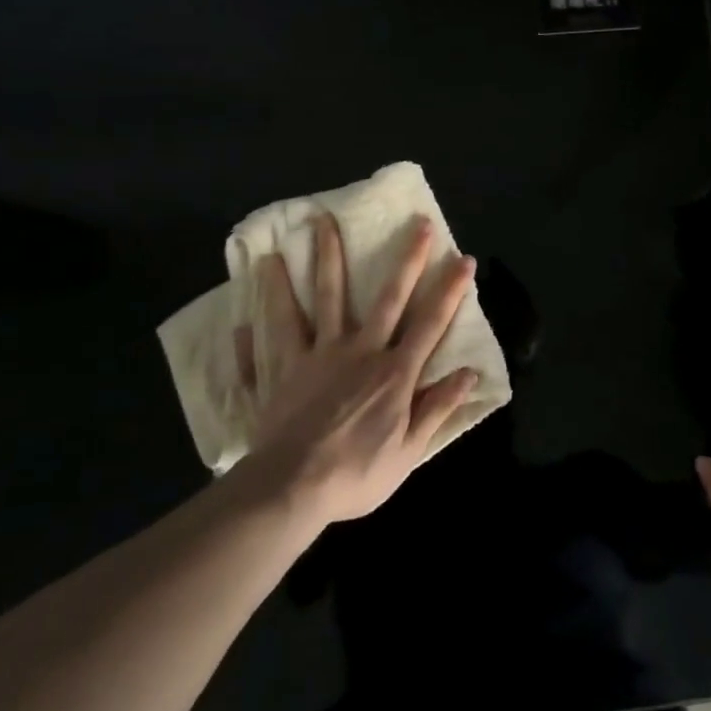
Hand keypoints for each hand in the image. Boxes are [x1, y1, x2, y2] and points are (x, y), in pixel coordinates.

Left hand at [237, 215, 480, 523]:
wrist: (291, 489)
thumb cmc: (356, 474)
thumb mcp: (408, 451)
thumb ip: (437, 408)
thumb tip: (470, 373)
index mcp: (393, 372)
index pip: (430, 323)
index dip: (449, 291)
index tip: (463, 259)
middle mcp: (357, 351)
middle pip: (386, 297)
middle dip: (405, 258)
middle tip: (415, 222)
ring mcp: (315, 356)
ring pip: (320, 299)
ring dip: (320, 260)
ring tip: (316, 223)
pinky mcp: (279, 371)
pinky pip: (264, 346)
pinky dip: (253, 332)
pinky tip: (240, 316)